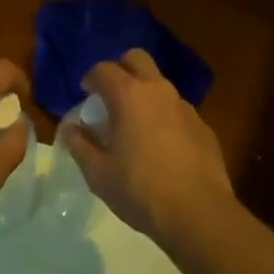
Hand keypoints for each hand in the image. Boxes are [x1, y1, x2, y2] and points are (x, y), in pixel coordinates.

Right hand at [61, 48, 233, 246]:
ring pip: (159, 84)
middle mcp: (157, 90)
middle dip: (121, 69)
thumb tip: (71, 128)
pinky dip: (165, 118)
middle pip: (137, 59)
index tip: (86, 95)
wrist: (199, 213)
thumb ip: (80, 145)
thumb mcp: (98, 173)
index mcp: (128, 95)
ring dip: (145, 94)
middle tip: (111, 96)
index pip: (103, 69)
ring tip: (136, 126)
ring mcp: (184, 106)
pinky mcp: (203, 126)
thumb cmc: (140, 190)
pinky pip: (177, 110)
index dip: (91, 78)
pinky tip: (162, 148)